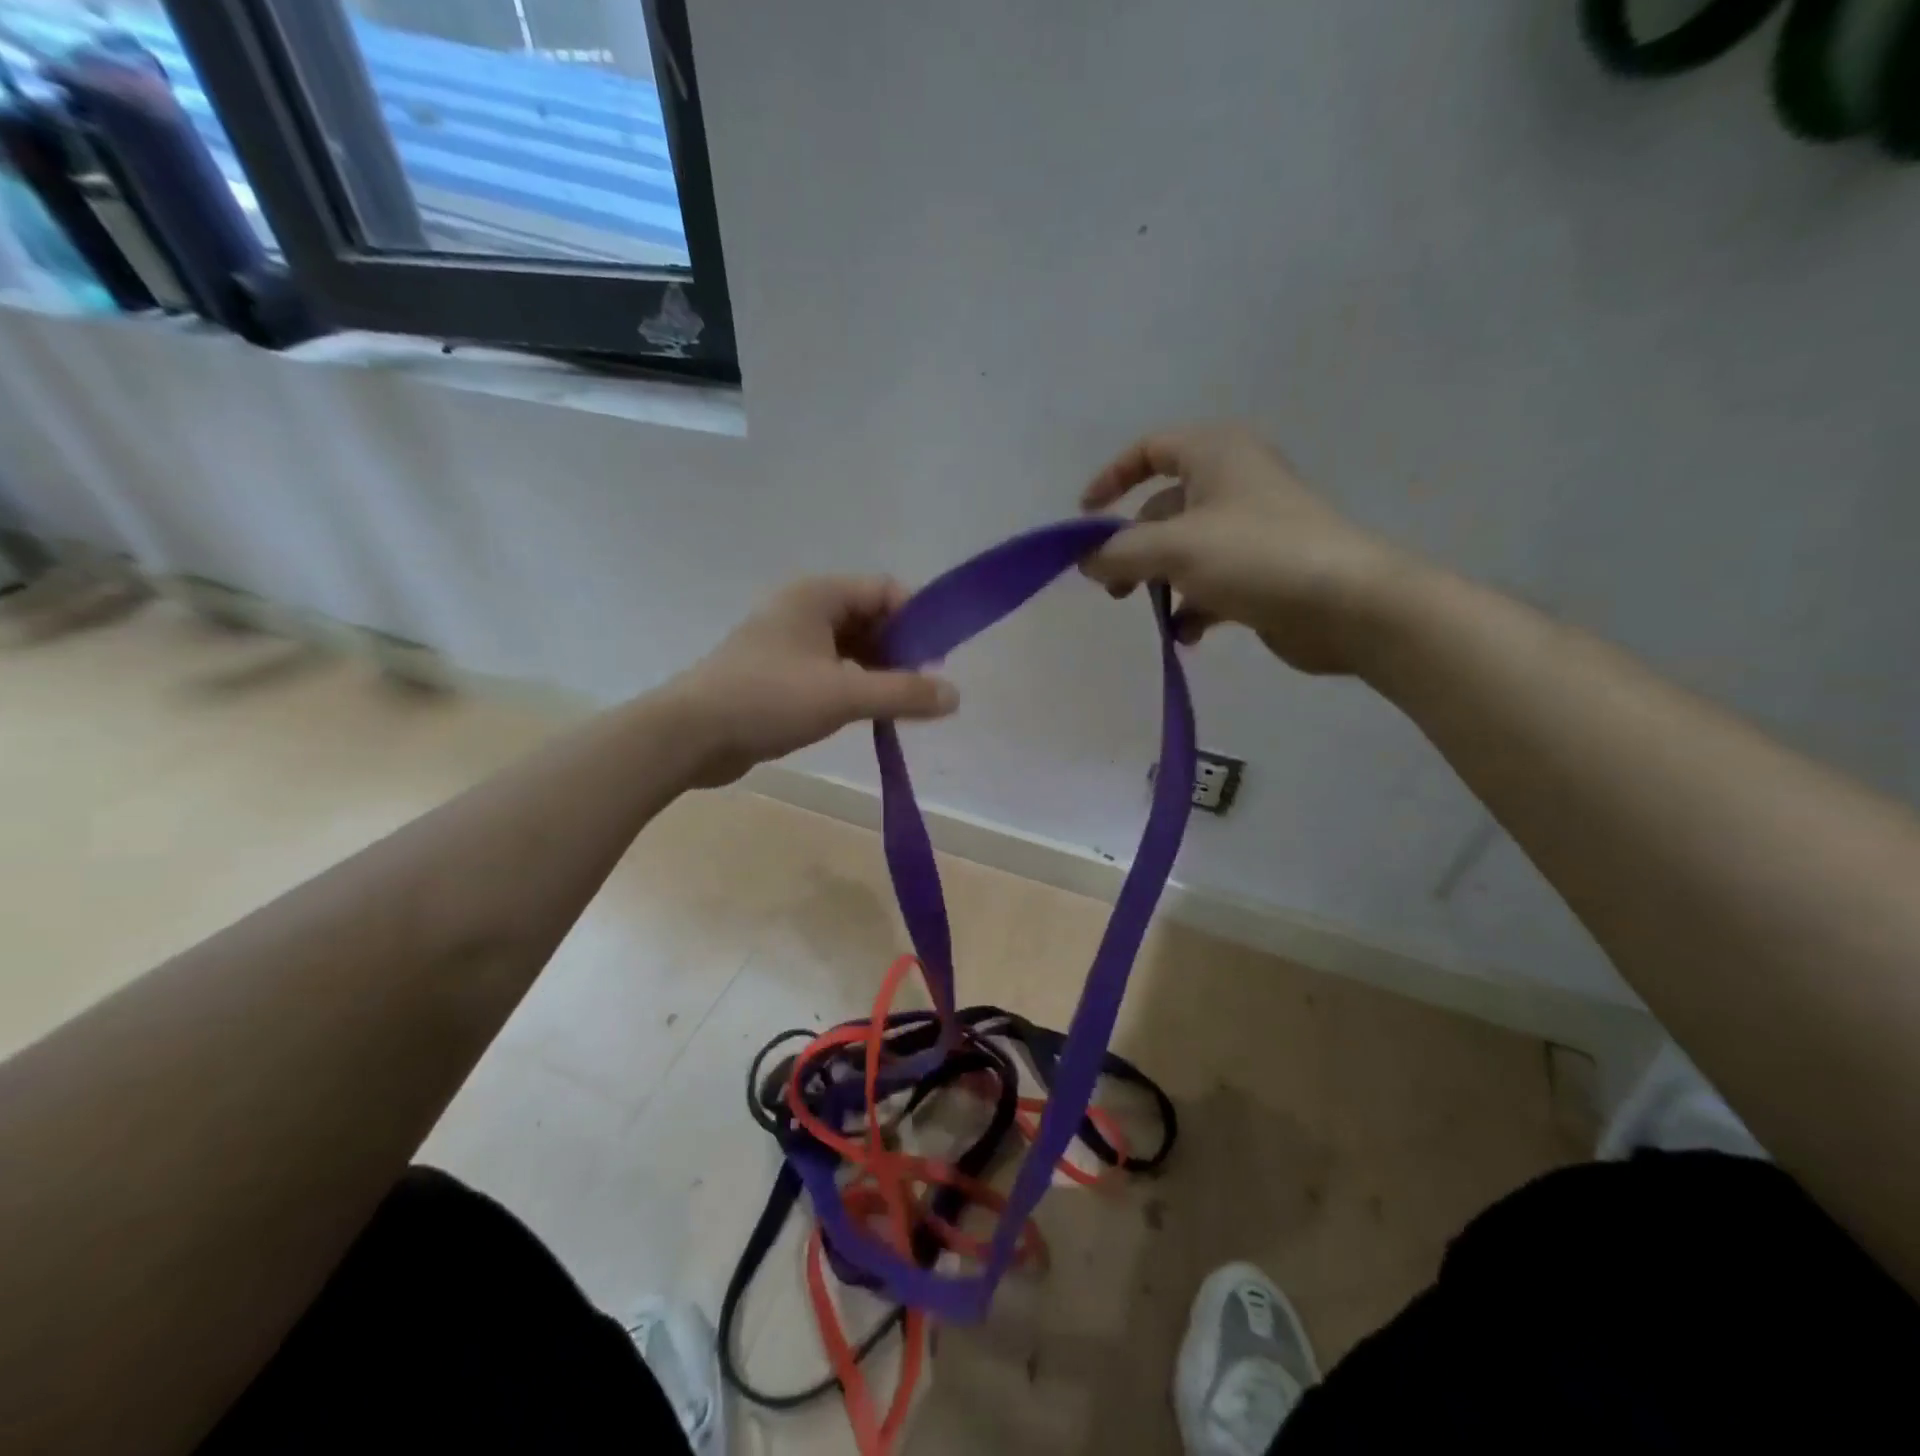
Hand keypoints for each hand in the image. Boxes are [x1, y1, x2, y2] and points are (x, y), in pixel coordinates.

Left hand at [668, 576, 957, 786]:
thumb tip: (955, 695)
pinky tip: (867, 713)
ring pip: (851, 647)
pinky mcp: (779, 673)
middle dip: (901, 649)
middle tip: (921, 689)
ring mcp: (789, 642)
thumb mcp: (843, 695)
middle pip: (871, 617)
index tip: (937, 660)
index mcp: (818, 595)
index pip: (886, 590)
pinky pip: (831, 669)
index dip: (918, 620)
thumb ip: (903, 693)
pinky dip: (854, 685)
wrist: (689, 735)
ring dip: (879, 671)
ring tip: (899, 706)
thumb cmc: (767, 700)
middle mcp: (804, 609)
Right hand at [1079, 424, 1408, 674]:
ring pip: (1183, 551)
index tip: (1084, 517)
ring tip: (1149, 611)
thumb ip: (1119, 552)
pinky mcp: (1261, 572)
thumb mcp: (1174, 547)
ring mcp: (1249, 530)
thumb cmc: (1255, 556)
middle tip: (1113, 587)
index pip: (1151, 449)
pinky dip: (1191, 607)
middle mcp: (1233, 484)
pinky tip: (1187, 634)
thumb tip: (1085, 562)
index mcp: (1216, 454)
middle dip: (1131, 548)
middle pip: (1162, 509)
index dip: (1112, 478)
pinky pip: (1210, 584)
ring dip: (1158, 582)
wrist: (1347, 604)